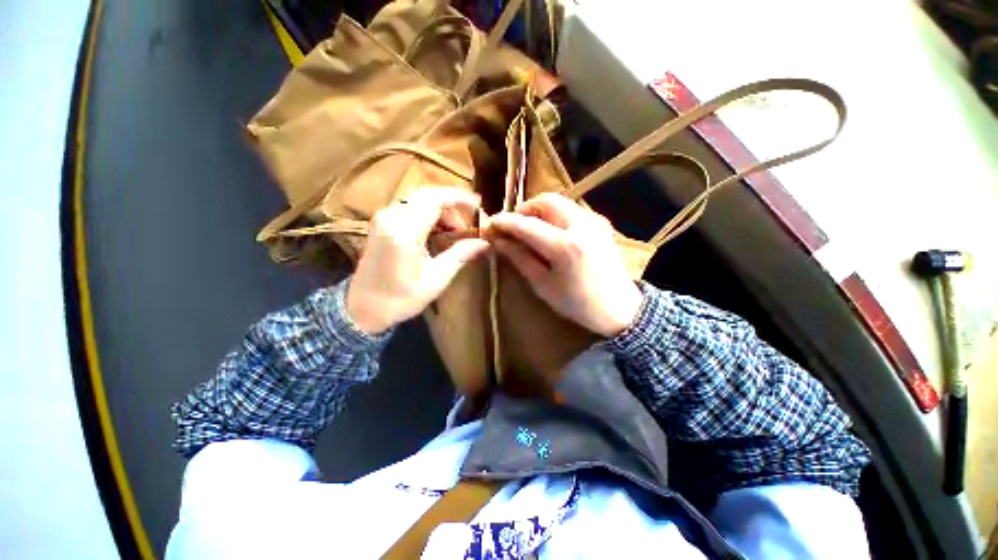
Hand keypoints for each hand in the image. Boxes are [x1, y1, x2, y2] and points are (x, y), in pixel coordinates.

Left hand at [346, 188, 488, 334]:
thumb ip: (460, 255)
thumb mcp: (436, 279)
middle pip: (428, 194)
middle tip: (471, 218)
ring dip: (442, 207)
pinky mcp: (382, 222)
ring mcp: (383, 217)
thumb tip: (484, 242)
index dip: (460, 198)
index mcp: (404, 231)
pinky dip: (429, 212)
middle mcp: (391, 216)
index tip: (479, 204)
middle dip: (453, 202)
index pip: (436, 200)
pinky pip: (410, 206)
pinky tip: (441, 228)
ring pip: (419, 198)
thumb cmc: (401, 298)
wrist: (362, 307)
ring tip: (458, 227)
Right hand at [488, 193, 642, 337]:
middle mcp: (581, 226)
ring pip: (560, 202)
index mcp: (565, 247)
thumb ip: (520, 259)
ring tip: (530, 228)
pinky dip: (555, 214)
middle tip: (513, 226)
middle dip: (524, 209)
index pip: (527, 225)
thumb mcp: (543, 286)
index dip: (505, 222)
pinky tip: (551, 232)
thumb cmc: (577, 304)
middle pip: (546, 200)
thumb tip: (499, 242)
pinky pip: (572, 209)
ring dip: (540, 210)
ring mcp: (594, 221)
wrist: (619, 308)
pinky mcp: (600, 223)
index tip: (491, 224)